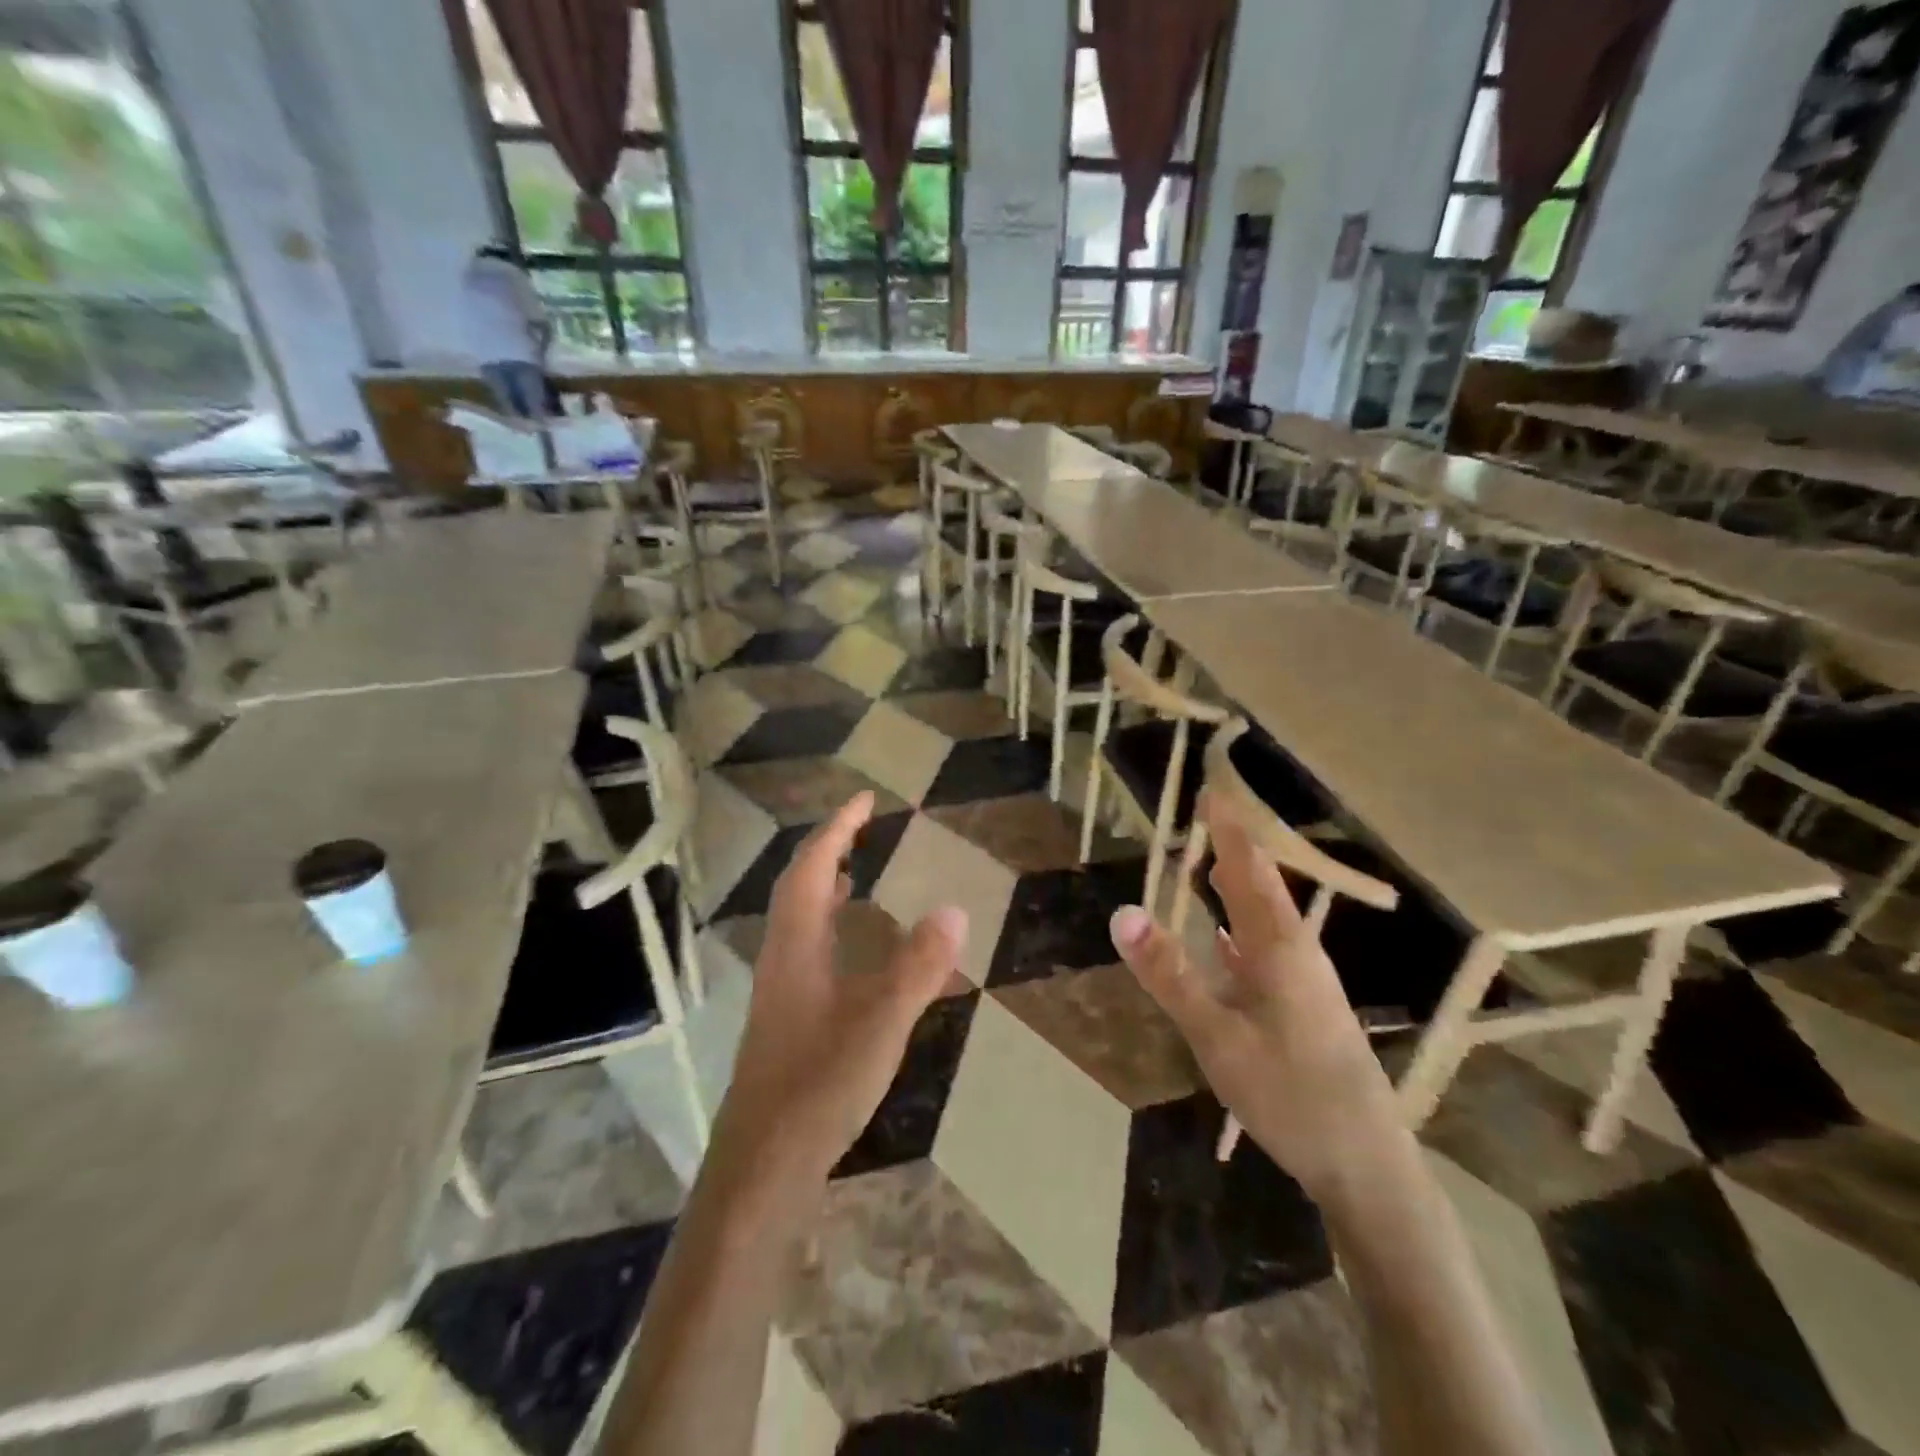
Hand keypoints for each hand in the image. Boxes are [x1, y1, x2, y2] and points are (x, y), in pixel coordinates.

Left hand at [715, 792, 966, 1185]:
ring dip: (824, 887)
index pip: (812, 866)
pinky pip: (807, 951)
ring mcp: (780, 990)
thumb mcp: (881, 1021)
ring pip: (799, 921)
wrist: (762, 1166)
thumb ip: (918, 966)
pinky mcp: (785, 1020)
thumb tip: (955, 908)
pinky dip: (829, 929)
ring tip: (854, 874)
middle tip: (862, 828)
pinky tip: (852, 954)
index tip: (865, 799)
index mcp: (797, 944)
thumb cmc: (819, 1084)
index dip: (838, 828)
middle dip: (828, 849)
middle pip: (798, 886)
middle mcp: (782, 957)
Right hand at [1108, 793, 1408, 1207]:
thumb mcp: (1217, 1036)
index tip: (1211, 789)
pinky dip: (1243, 927)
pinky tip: (1230, 938)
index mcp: (1280, 947)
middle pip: (1263, 885)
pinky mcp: (1306, 1007)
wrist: (1367, 1167)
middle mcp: (1298, 952)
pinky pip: (1268, 948)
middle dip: (1234, 848)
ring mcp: (1306, 982)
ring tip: (1213, 862)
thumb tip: (1122, 911)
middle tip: (1206, 817)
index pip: (1249, 868)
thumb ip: (1170, 974)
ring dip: (1240, 885)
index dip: (1228, 829)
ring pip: (1268, 917)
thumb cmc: (1291, 1096)